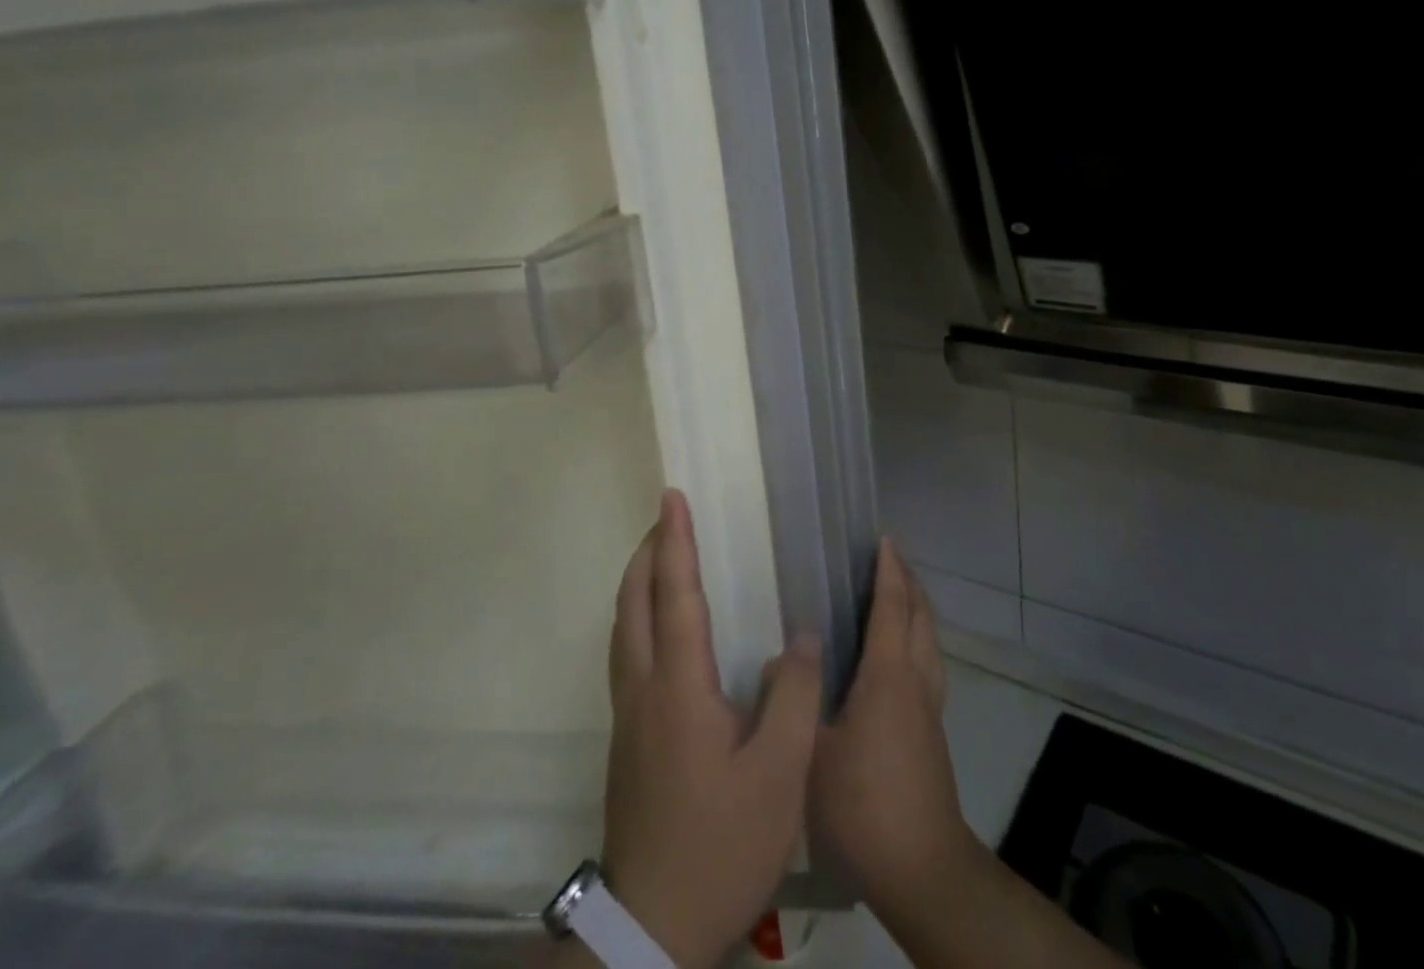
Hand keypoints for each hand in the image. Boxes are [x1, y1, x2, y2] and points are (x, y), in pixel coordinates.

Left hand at [594, 489, 822, 968]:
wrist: (654, 928)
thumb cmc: (722, 844)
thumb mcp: (779, 776)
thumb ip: (794, 697)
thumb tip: (800, 635)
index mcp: (679, 687)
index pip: (674, 594)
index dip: (674, 541)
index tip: (672, 497)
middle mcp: (644, 689)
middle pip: (632, 603)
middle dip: (646, 552)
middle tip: (668, 517)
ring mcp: (628, 716)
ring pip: (622, 628)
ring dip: (637, 582)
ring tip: (662, 558)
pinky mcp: (627, 740)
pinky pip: (626, 653)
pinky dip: (638, 616)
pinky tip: (662, 630)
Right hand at [810, 539, 978, 916]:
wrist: (921, 867)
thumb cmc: (862, 806)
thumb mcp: (811, 755)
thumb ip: (795, 702)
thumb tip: (780, 660)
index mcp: (888, 676)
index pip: (892, 607)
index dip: (889, 571)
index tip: (883, 540)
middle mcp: (916, 681)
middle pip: (921, 616)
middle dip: (909, 582)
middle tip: (890, 558)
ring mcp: (930, 707)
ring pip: (930, 640)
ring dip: (918, 609)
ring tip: (899, 595)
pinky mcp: (934, 732)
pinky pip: (930, 664)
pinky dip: (919, 639)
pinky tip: (900, 658)